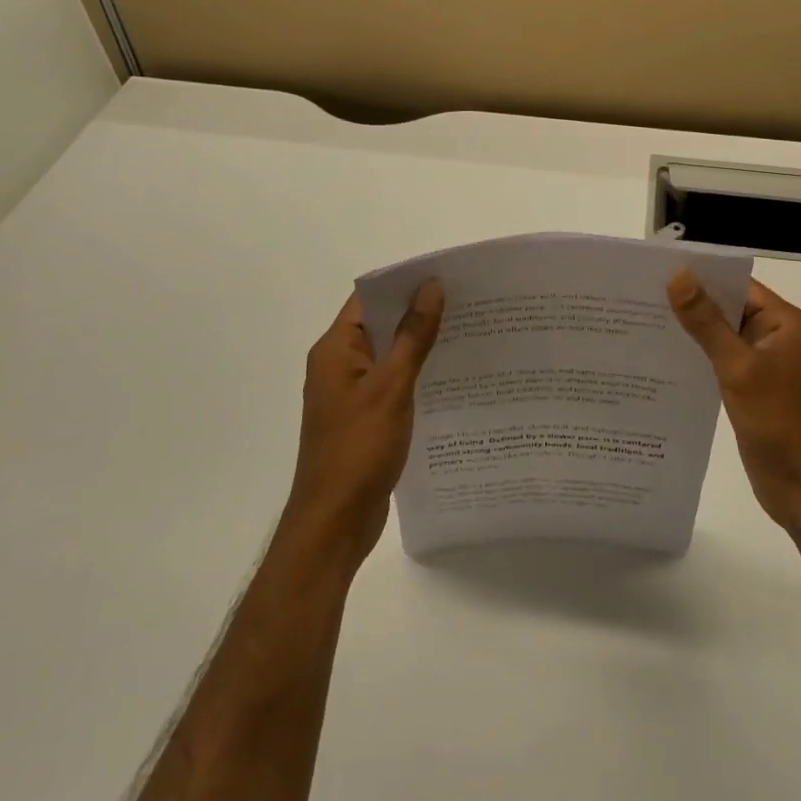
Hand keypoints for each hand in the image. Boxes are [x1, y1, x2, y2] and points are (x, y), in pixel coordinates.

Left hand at [286, 281, 444, 566]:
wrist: (333, 524)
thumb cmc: (358, 449)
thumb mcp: (391, 387)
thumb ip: (412, 336)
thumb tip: (431, 287)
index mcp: (335, 349)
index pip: (369, 298)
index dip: (404, 284)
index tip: (446, 276)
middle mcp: (338, 364)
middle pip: (380, 324)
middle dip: (418, 312)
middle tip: (467, 303)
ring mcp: (349, 393)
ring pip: (388, 355)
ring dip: (419, 345)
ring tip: (467, 333)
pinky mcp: (363, 418)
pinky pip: (391, 383)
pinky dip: (415, 375)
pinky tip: (449, 378)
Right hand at [668, 271, 800, 543]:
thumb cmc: (780, 423)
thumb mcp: (739, 368)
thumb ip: (707, 323)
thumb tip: (678, 276)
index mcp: (786, 324)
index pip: (738, 285)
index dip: (701, 276)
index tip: (657, 271)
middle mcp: (778, 338)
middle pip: (729, 309)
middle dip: (690, 303)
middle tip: (639, 296)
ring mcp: (767, 366)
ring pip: (723, 337)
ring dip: (691, 332)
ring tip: (642, 323)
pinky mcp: (754, 390)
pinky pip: (722, 363)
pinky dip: (698, 358)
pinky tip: (663, 359)